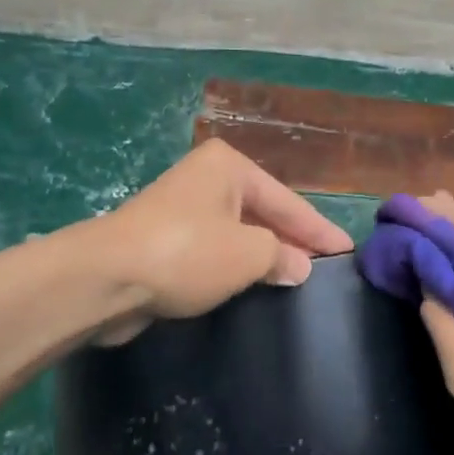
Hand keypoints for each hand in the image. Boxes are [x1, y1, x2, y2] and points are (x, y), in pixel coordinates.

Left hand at [95, 141, 352, 340]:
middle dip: (292, 241)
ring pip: (237, 233)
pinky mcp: (164, 240)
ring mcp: (182, 209)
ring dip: (263, 256)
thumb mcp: (248, 253)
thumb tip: (297, 267)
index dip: (319, 230)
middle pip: (262, 213)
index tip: (347, 250)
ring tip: (296, 281)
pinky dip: (235, 266)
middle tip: (324, 269)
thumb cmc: (187, 253)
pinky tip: (253, 286)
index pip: (287, 201)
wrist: (105, 278)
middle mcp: (206, 179)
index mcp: (229, 167)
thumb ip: (281, 256)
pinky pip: (214, 250)